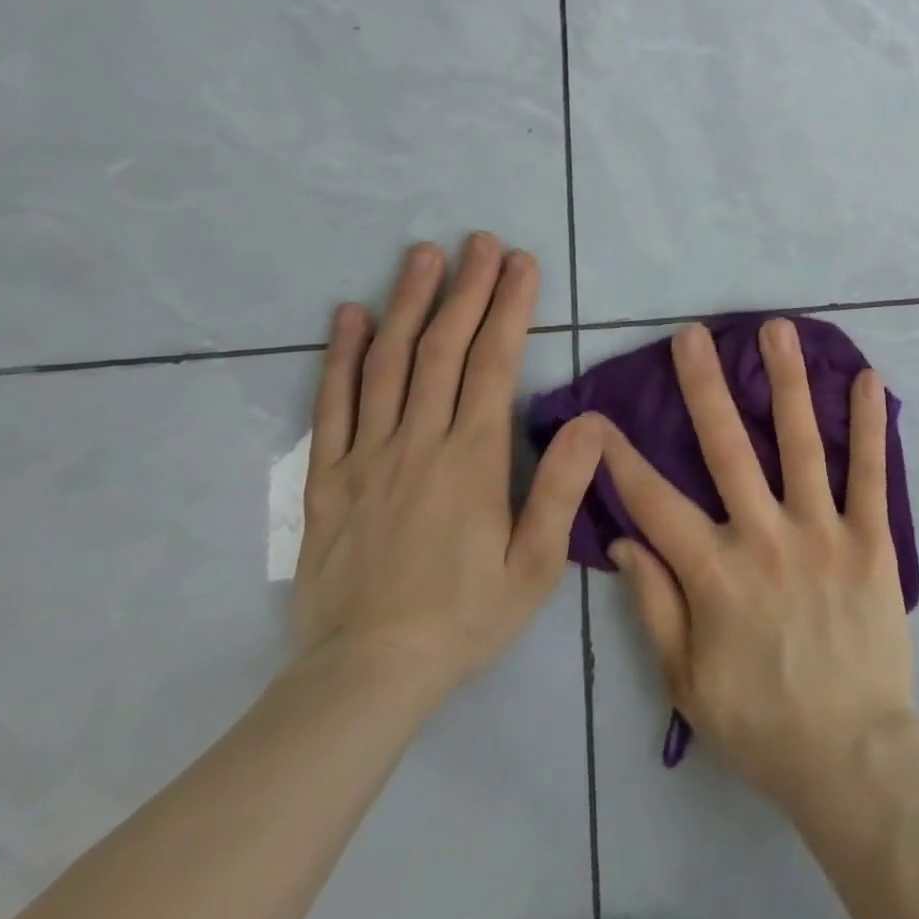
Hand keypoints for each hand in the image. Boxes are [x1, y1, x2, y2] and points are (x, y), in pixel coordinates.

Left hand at [291, 234, 600, 703]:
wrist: (365, 678)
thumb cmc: (465, 618)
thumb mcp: (534, 566)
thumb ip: (561, 489)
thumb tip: (592, 421)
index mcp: (472, 458)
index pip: (493, 363)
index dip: (508, 307)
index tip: (520, 263)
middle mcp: (418, 442)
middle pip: (442, 348)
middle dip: (465, 288)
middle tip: (478, 241)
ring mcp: (366, 456)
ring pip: (388, 364)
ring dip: (408, 303)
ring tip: (422, 255)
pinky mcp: (326, 479)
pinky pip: (332, 405)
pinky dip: (341, 356)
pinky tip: (350, 316)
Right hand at [597, 319, 915, 814]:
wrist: (851, 756)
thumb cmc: (762, 722)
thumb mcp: (686, 681)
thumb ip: (655, 606)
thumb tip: (627, 541)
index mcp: (714, 574)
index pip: (654, 503)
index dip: (621, 458)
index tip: (599, 415)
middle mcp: (764, 537)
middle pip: (726, 448)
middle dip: (704, 387)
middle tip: (693, 334)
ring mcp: (822, 532)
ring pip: (799, 442)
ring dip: (786, 382)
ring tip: (776, 329)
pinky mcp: (870, 539)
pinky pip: (869, 473)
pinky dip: (869, 424)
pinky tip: (866, 377)